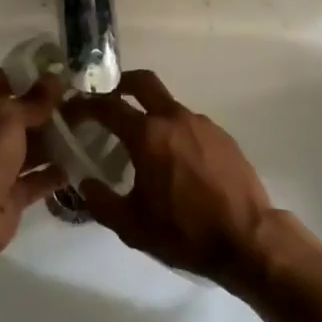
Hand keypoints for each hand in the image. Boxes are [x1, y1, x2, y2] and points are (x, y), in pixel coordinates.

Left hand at [0, 69, 64, 264]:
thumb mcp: (8, 116)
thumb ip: (33, 100)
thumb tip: (55, 79)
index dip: (23, 76)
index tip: (54, 71)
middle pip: (15, 117)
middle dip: (44, 110)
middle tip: (77, 101)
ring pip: (27, 148)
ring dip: (53, 140)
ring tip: (85, 128)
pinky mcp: (9, 195)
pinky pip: (35, 179)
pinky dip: (54, 172)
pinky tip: (79, 161)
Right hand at [64, 70, 275, 289]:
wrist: (249, 239)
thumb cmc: (185, 233)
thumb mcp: (132, 226)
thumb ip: (101, 201)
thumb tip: (84, 182)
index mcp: (148, 135)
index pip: (108, 106)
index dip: (85, 105)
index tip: (73, 111)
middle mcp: (174, 118)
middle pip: (143, 82)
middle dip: (120, 84)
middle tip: (107, 100)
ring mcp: (201, 123)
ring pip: (168, 105)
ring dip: (150, 113)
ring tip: (143, 144)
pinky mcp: (222, 135)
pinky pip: (189, 124)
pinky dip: (174, 131)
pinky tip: (175, 161)